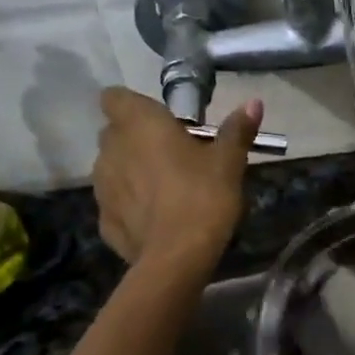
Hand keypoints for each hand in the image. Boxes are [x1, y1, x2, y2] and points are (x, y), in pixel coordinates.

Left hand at [92, 88, 262, 267]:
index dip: (134, 106)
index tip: (162, 121)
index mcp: (139, 124)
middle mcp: (111, 149)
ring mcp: (101, 186)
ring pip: (113, 167)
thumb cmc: (203, 196)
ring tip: (166, 189)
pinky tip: (157, 219)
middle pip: (116, 133)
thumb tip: (253, 102)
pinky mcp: (103, 220)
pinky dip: (131, 205)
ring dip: (133, 171)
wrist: (177, 257)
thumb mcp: (229, 162)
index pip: (115, 97)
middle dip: (138, 139)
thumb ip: (237, 130)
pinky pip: (116, 202)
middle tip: (174, 155)